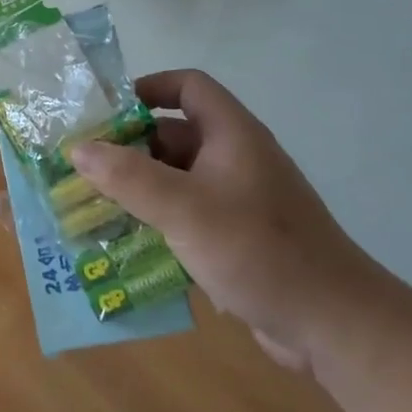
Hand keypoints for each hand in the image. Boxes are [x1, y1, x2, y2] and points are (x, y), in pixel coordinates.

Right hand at [71, 70, 388, 372]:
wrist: (333, 324)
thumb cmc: (258, 249)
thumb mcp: (185, 208)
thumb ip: (128, 176)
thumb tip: (78, 148)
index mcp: (231, 135)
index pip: (188, 87)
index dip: (148, 88)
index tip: (106, 113)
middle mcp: (235, 159)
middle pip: (173, 136)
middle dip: (128, 148)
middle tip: (82, 166)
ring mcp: (237, 200)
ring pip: (176, 180)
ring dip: (137, 190)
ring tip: (91, 206)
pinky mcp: (236, 238)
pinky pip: (186, 217)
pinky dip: (156, 223)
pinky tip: (124, 243)